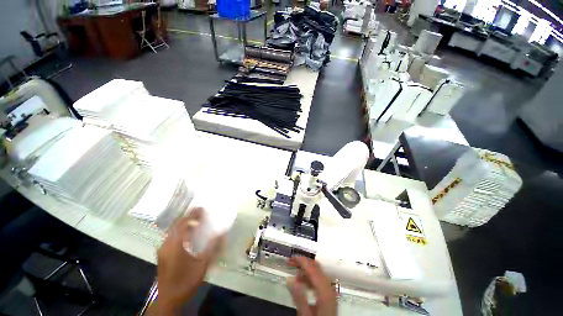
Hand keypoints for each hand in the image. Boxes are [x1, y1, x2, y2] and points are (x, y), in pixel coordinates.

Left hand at [155, 208, 221, 313]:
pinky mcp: (162, 254)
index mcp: (175, 245)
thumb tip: (223, 232)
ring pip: (173, 231)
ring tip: (196, 221)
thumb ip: (213, 247)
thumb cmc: (186, 281)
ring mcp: (163, 250)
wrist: (168, 299)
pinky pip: (171, 237)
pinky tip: (188, 235)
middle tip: (200, 213)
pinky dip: (180, 231)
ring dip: (184, 224)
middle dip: (188, 217)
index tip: (202, 208)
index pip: (183, 223)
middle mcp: (166, 244)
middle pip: (176, 225)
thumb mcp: (203, 265)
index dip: (193, 214)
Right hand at [287, 256, 337, 315]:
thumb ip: (298, 297)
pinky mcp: (329, 293)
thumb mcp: (306, 315)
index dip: (301, 260)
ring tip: (295, 276)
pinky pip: (319, 279)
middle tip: (290, 263)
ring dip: (306, 270)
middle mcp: (329, 286)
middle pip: (316, 267)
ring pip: (317, 272)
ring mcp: (330, 289)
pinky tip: (303, 283)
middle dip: (303, 263)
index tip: (290, 259)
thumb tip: (289, 279)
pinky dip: (310, 277)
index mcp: (324, 289)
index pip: (312, 268)